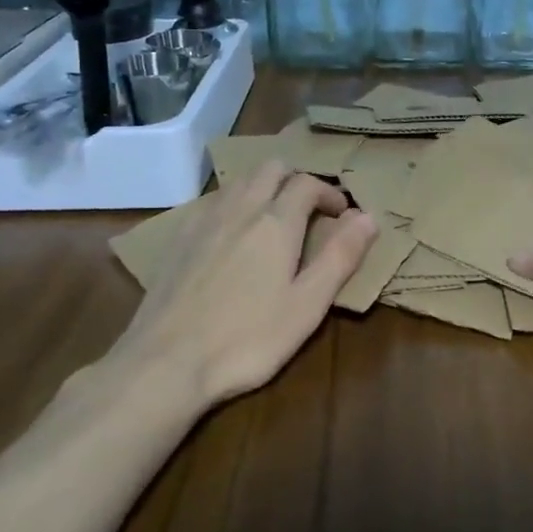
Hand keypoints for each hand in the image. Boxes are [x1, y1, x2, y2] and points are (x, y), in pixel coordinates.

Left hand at [118, 162, 378, 406]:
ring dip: (263, 187)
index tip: (341, 215)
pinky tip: (230, 235)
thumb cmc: (247, 339)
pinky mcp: (177, 238)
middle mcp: (240, 209)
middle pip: (271, 168)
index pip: (308, 183)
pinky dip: (232, 203)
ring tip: (273, 219)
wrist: (164, 363)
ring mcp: (203, 220)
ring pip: (239, 180)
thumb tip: (368, 216)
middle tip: (309, 210)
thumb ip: (340, 257)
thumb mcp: (307, 305)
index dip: (329, 192)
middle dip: (295, 179)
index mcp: (276, 222)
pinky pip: (212, 201)